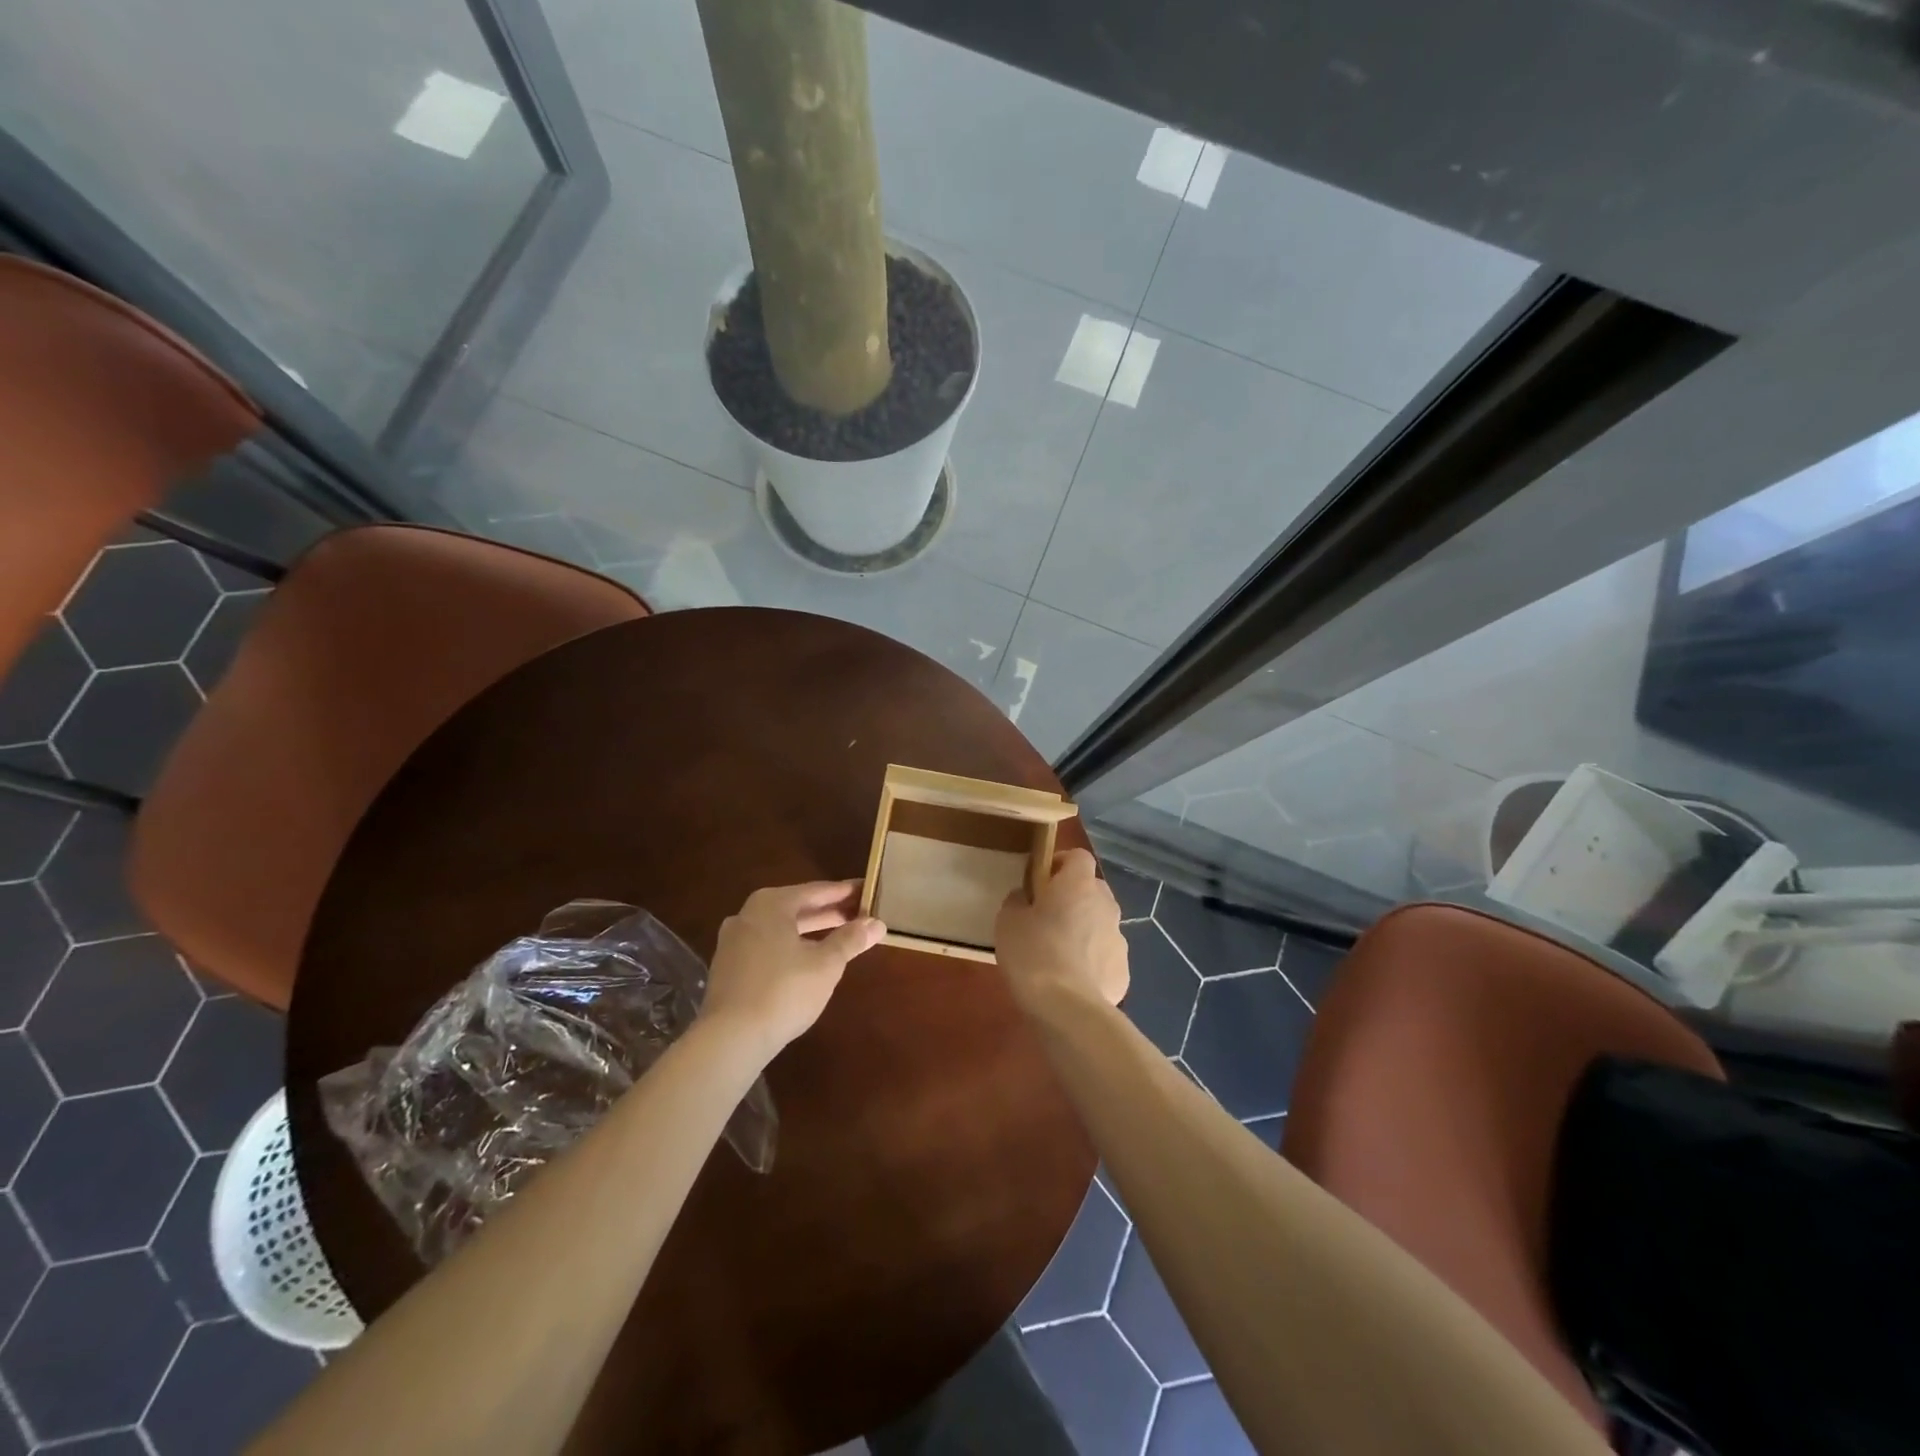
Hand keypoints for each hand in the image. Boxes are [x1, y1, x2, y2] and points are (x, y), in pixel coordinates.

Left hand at [702, 881, 884, 1057]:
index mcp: (771, 904)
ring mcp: (734, 941)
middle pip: (797, 907)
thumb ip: (851, 940)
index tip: (868, 890)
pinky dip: (791, 946)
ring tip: (839, 935)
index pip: (817, 891)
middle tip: (860, 913)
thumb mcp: (826, 964)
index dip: (845, 892)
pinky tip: (807, 959)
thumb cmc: (783, 991)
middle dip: (829, 912)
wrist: (729, 1039)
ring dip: (811, 930)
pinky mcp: (729, 967)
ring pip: (781, 928)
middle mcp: (748, 914)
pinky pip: (768, 946)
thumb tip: (877, 923)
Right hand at [996, 849, 1128, 1010]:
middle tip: (1047, 917)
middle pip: (1092, 889)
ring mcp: (1119, 938)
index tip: (1041, 879)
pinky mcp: (1123, 971)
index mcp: (1078, 884)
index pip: (1078, 856)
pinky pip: (1104, 956)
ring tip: (1058, 954)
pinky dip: (1091, 962)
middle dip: (1073, 898)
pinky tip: (1072, 981)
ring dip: (1084, 930)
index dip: (1060, 863)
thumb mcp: (1008, 921)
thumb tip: (1024, 898)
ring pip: (1100, 924)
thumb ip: (1017, 901)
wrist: (1067, 1007)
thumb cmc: (1033, 953)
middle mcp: (1106, 904)